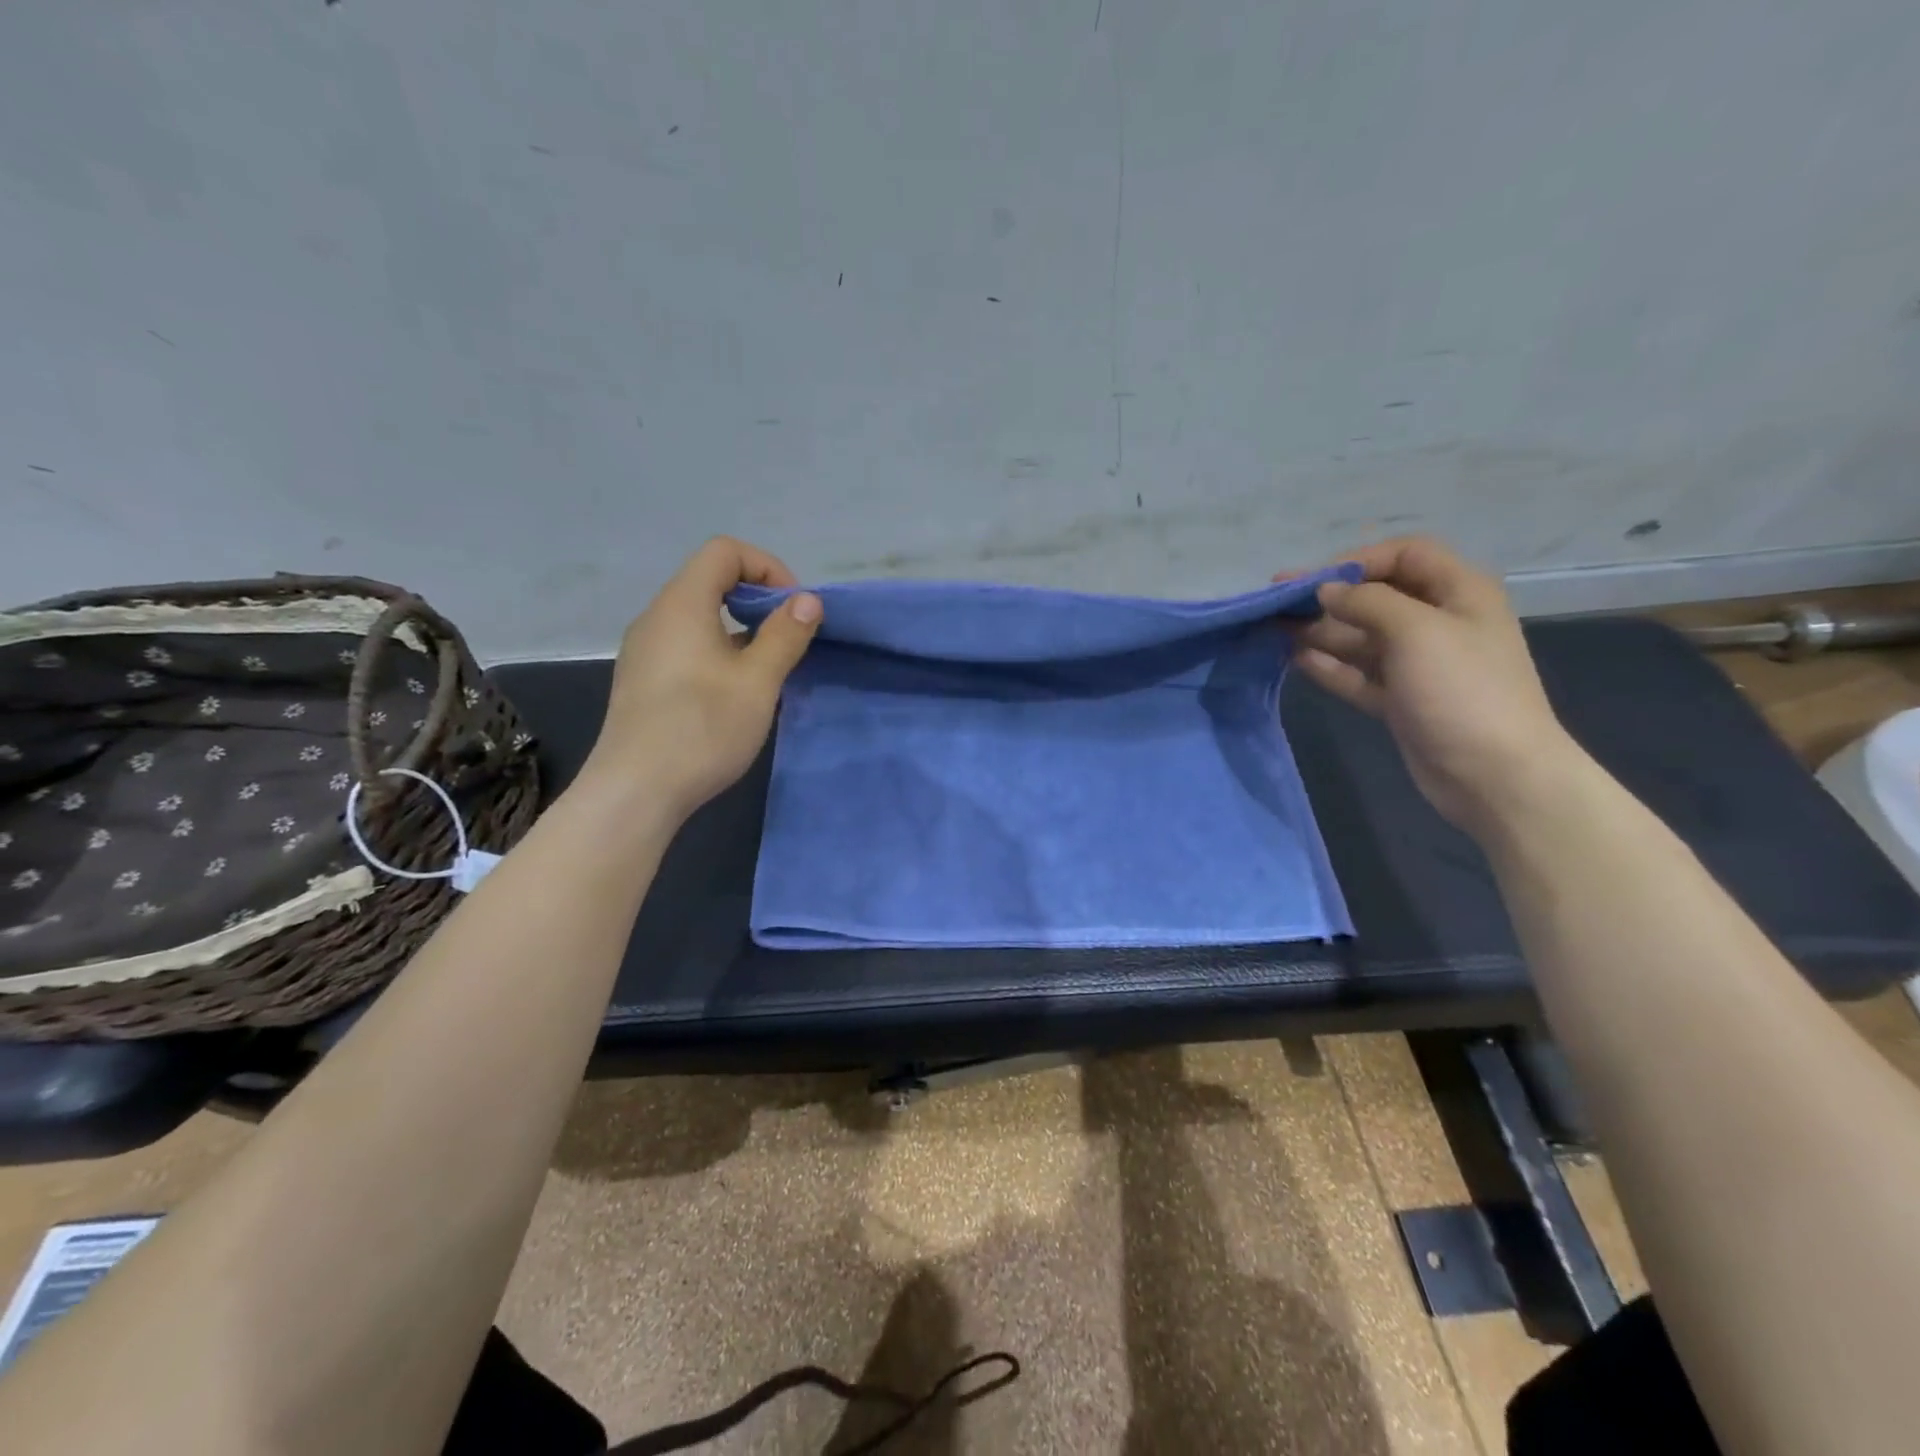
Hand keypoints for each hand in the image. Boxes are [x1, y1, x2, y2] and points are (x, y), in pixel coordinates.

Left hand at [586, 537, 820, 819]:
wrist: (635, 792)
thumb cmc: (702, 729)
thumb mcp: (758, 682)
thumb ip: (785, 635)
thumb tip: (808, 600)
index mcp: (682, 604)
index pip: (725, 552)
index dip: (767, 567)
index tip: (793, 610)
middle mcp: (657, 617)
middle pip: (710, 580)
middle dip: (758, 600)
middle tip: (788, 639)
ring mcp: (644, 650)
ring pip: (699, 616)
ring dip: (740, 629)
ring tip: (766, 670)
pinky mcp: (642, 680)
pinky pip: (686, 645)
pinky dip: (718, 651)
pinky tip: (733, 694)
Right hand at [1286, 537, 1586, 837]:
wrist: (1494, 774)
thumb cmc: (1462, 690)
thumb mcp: (1416, 631)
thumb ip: (1367, 602)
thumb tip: (1326, 590)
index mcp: (1459, 592)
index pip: (1406, 554)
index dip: (1359, 559)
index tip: (1314, 580)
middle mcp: (1438, 622)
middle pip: (1377, 596)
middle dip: (1329, 597)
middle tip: (1277, 602)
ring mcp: (1419, 664)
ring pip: (1362, 637)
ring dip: (1321, 632)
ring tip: (1276, 631)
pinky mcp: (1401, 700)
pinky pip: (1359, 674)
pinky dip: (1330, 666)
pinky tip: (1296, 660)